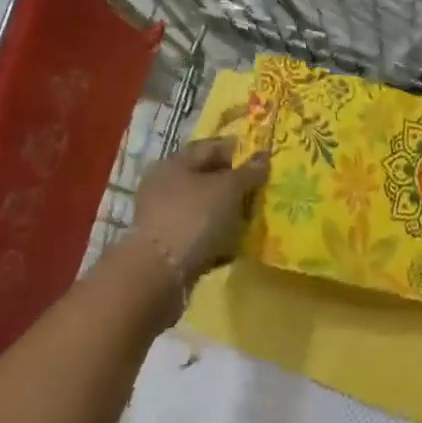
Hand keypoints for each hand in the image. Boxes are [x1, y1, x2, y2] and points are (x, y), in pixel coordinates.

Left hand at [131, 137, 270, 281]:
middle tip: (260, 190)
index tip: (261, 158)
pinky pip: (197, 235)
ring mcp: (162, 217)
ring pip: (202, 208)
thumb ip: (248, 172)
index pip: (209, 147)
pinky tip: (234, 246)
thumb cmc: (194, 218)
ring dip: (225, 213)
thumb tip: (263, 157)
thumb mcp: (228, 189)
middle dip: (233, 184)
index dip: (236, 150)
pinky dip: (215, 238)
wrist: (158, 274)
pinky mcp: (166, 247)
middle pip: (205, 178)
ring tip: (251, 220)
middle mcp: (164, 185)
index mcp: (174, 163)